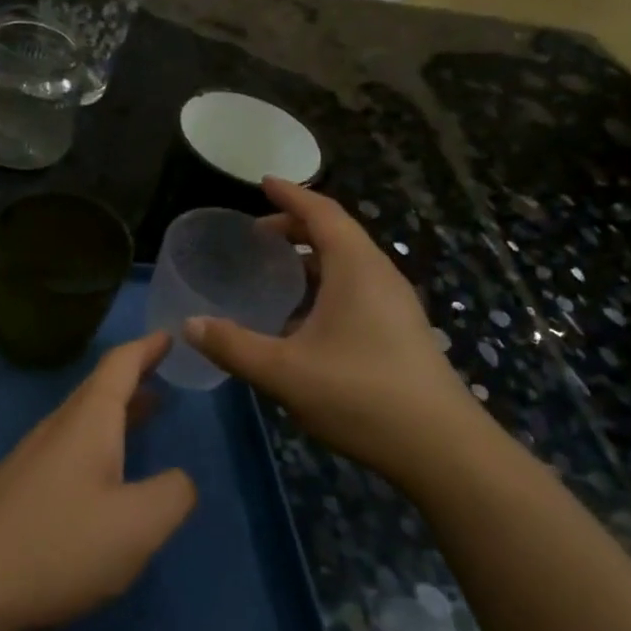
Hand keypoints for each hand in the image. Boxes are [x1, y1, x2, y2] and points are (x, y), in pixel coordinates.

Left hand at [0, 333, 196, 630]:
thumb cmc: (56, 545)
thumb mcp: (137, 525)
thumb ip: (173, 494)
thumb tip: (180, 480)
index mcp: (88, 422)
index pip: (120, 365)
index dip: (147, 347)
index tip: (169, 334)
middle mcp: (58, 429)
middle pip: (100, 388)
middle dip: (135, 375)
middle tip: (166, 369)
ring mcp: (34, 459)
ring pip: (85, 420)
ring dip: (119, 410)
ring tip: (150, 410)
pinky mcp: (21, 491)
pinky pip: (72, 449)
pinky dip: (101, 443)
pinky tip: (109, 474)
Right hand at [185, 179, 487, 481]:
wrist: (441, 448)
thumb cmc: (360, 396)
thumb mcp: (284, 372)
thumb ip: (233, 346)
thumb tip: (189, 325)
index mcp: (356, 268)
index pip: (322, 212)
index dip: (291, 195)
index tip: (263, 182)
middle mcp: (380, 275)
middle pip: (337, 233)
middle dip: (297, 226)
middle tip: (258, 234)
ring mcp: (396, 304)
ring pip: (350, 263)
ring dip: (313, 257)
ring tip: (278, 269)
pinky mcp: (402, 330)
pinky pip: (358, 288)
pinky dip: (327, 284)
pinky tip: (305, 319)